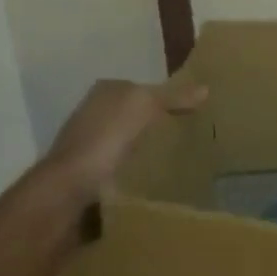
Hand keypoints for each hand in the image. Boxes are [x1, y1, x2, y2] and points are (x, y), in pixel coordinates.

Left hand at [44, 78, 207, 200]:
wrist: (70, 186)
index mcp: (105, 91)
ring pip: (130, 139)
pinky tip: (155, 175)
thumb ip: (174, 97)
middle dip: (158, 122)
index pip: (143, 88)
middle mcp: (94, 112)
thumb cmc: (106, 137)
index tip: (192, 112)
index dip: (167, 97)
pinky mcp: (92, 171)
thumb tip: (206, 89)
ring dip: (149, 147)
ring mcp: (90, 143)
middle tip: (190, 134)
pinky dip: (139, 167)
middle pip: (136, 114)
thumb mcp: (145, 106)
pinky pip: (124, 164)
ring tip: (178, 157)